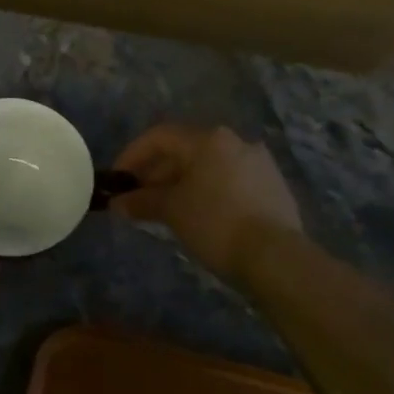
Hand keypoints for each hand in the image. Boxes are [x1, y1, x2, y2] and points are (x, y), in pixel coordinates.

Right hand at [111, 124, 302, 283]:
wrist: (276, 257)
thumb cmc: (215, 223)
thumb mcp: (172, 210)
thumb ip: (142, 202)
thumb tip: (118, 204)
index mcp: (209, 139)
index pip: (159, 137)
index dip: (132, 155)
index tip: (117, 180)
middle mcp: (236, 142)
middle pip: (185, 150)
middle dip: (156, 173)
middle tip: (138, 198)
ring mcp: (258, 164)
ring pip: (208, 167)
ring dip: (181, 183)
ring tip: (164, 210)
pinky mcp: (273, 187)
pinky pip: (228, 182)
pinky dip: (206, 192)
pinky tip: (198, 216)